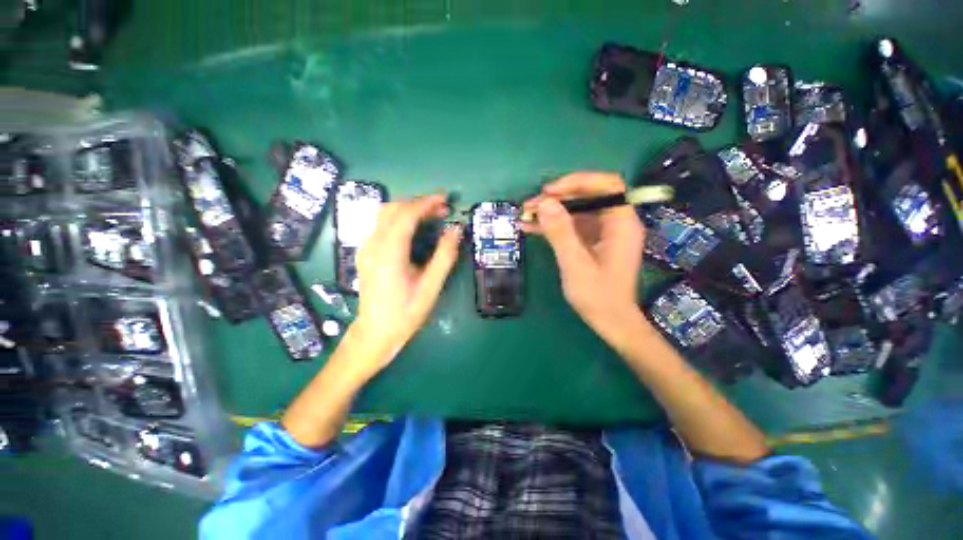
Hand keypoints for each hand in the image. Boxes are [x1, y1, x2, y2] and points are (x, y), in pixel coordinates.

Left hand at [352, 194, 461, 373]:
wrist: (376, 332)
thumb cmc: (406, 312)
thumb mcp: (431, 287)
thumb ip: (444, 256)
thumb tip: (456, 229)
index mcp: (389, 253)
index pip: (406, 215)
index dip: (427, 203)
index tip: (446, 199)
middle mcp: (373, 245)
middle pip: (393, 209)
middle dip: (419, 204)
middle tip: (442, 210)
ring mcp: (366, 248)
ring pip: (385, 214)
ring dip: (408, 209)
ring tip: (430, 216)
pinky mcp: (366, 253)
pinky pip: (381, 225)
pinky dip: (400, 219)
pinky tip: (413, 230)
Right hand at [523, 172, 645, 335]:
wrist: (610, 321)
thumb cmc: (598, 296)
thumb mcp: (576, 264)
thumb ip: (561, 233)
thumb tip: (544, 203)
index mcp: (621, 224)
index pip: (607, 186)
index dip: (577, 183)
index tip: (549, 192)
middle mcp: (615, 223)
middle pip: (587, 197)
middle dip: (557, 199)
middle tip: (530, 206)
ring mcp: (603, 233)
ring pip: (576, 211)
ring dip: (551, 212)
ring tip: (525, 216)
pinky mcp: (591, 242)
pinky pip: (572, 227)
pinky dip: (553, 226)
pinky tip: (531, 228)